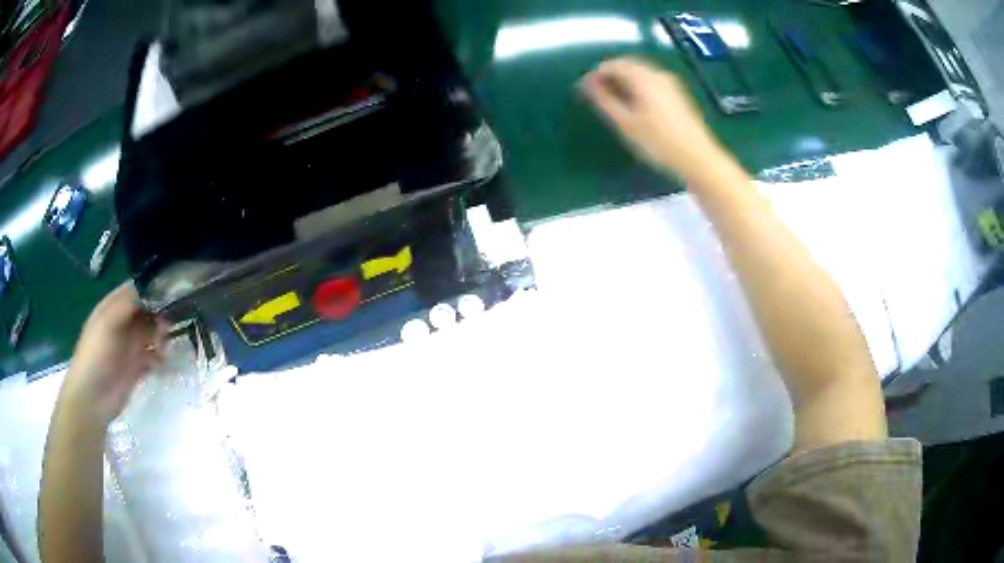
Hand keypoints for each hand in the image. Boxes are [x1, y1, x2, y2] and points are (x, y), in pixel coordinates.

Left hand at [62, 282, 167, 425]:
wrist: (92, 398)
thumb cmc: (96, 355)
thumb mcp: (108, 322)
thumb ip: (128, 304)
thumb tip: (154, 290)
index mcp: (113, 307)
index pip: (136, 289)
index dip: (153, 287)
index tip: (172, 291)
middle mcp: (123, 322)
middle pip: (147, 310)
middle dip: (160, 314)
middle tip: (169, 324)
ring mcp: (130, 346)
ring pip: (152, 333)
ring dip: (162, 336)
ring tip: (164, 347)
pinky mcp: (137, 367)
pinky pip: (154, 357)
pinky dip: (161, 357)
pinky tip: (164, 362)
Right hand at [580, 57, 727, 183]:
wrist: (698, 158)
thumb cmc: (659, 143)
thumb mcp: (626, 123)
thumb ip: (604, 100)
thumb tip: (586, 83)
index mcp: (643, 78)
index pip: (613, 65)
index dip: (596, 74)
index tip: (585, 89)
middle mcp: (657, 74)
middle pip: (627, 65)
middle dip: (610, 76)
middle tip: (597, 95)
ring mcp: (670, 83)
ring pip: (640, 73)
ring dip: (624, 82)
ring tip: (614, 102)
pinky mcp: (677, 93)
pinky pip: (651, 81)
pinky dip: (638, 87)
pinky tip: (635, 105)